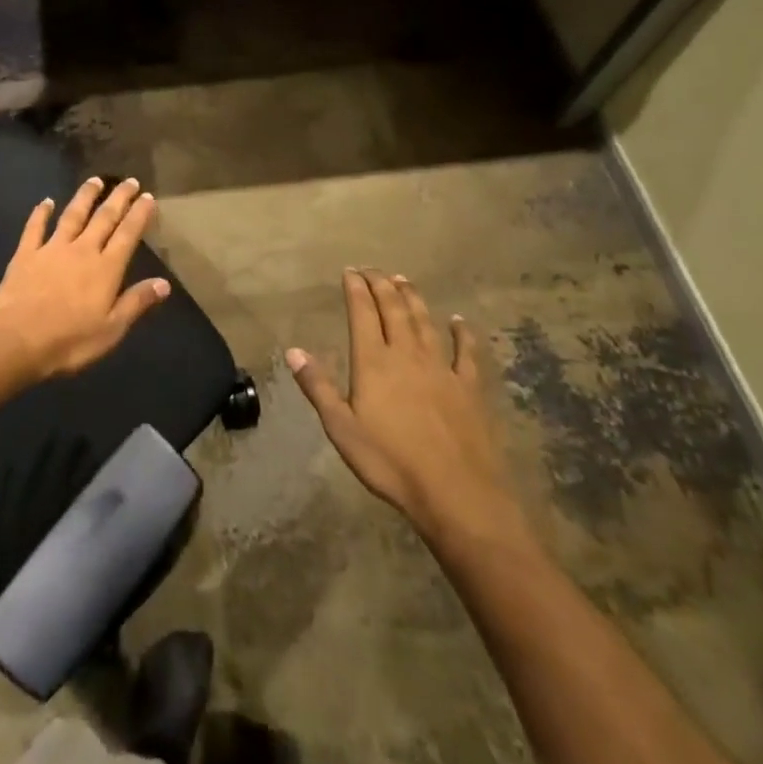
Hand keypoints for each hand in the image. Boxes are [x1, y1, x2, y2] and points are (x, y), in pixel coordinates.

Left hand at [0, 177, 171, 382]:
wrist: (17, 339)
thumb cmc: (70, 341)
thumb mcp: (111, 329)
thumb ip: (136, 302)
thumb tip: (164, 283)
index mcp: (105, 269)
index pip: (127, 235)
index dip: (139, 214)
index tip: (148, 197)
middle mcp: (81, 250)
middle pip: (103, 218)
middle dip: (118, 198)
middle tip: (130, 181)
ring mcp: (52, 249)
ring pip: (72, 215)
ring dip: (85, 196)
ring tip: (95, 180)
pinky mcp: (26, 254)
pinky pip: (35, 227)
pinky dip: (41, 213)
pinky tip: (45, 201)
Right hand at [289, 270, 526, 549]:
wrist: (458, 494)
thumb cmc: (390, 462)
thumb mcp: (341, 428)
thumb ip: (318, 386)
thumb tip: (292, 350)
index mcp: (373, 362)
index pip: (362, 314)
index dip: (356, 290)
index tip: (350, 271)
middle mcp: (407, 355)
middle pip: (394, 310)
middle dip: (381, 285)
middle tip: (372, 269)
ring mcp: (442, 370)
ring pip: (425, 323)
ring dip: (413, 298)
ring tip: (404, 280)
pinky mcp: (469, 390)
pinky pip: (466, 353)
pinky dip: (462, 333)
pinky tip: (459, 321)